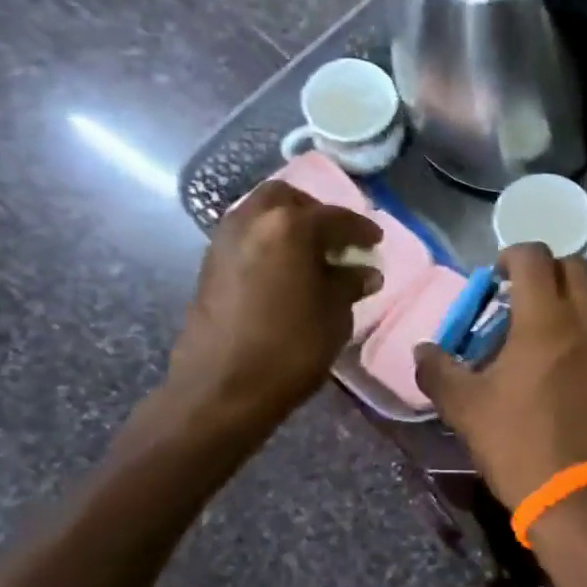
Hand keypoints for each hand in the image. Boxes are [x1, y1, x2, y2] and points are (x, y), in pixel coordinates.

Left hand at [167, 181, 380, 423]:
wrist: (221, 388)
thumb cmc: (289, 349)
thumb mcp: (334, 316)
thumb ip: (349, 285)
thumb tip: (363, 272)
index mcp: (290, 226)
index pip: (335, 217)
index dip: (361, 229)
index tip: (376, 240)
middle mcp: (253, 220)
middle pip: (289, 199)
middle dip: (316, 213)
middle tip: (337, 239)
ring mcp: (225, 239)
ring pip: (261, 213)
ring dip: (288, 224)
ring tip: (311, 254)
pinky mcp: (209, 263)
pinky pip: (246, 235)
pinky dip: (268, 241)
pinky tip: (285, 269)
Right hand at [415, 245, 586, 510]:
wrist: (577, 495)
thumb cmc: (518, 445)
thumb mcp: (465, 408)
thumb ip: (438, 371)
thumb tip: (422, 349)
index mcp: (543, 319)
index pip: (534, 256)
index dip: (512, 255)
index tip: (499, 277)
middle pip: (575, 266)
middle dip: (548, 272)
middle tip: (528, 297)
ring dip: (583, 290)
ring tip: (564, 314)